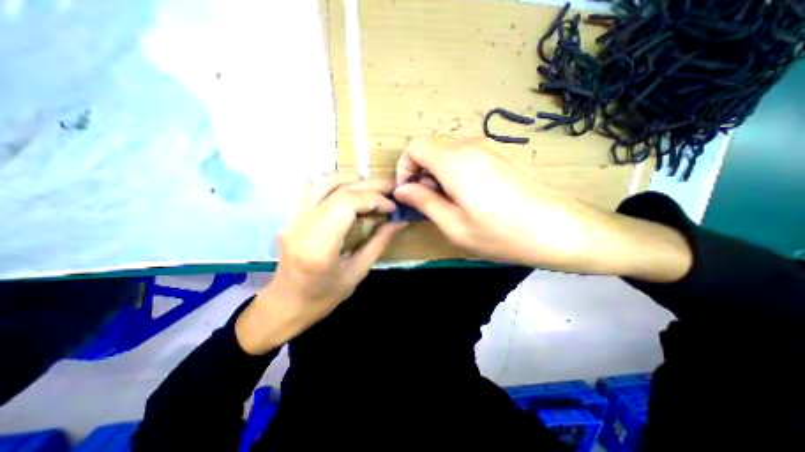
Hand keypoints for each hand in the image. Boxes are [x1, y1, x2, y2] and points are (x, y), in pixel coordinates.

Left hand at [236, 175, 405, 354]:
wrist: (284, 304)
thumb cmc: (322, 297)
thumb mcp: (357, 273)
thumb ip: (378, 243)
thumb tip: (399, 222)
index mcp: (318, 245)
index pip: (346, 204)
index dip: (373, 199)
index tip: (391, 207)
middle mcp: (301, 225)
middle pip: (336, 189)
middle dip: (368, 185)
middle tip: (389, 189)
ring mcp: (292, 218)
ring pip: (321, 181)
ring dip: (349, 179)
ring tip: (370, 188)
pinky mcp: (291, 216)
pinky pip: (314, 189)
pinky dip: (336, 184)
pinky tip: (350, 193)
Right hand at [396, 137, 589, 266]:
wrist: (561, 230)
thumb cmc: (503, 234)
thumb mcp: (455, 226)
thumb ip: (424, 202)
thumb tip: (402, 190)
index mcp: (455, 162)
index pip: (414, 146)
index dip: (404, 167)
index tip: (409, 193)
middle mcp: (470, 146)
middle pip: (429, 146)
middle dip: (420, 171)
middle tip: (428, 201)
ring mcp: (488, 147)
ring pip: (446, 151)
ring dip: (436, 172)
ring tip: (447, 201)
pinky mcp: (499, 155)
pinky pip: (464, 155)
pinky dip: (453, 170)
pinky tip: (466, 195)